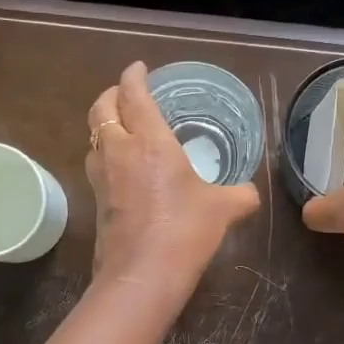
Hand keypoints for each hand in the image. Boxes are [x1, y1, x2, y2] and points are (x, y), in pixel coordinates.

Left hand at [86, 62, 260, 298]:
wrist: (142, 275)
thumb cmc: (185, 230)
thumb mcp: (224, 209)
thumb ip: (240, 195)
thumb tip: (250, 193)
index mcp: (149, 141)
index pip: (133, 94)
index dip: (134, 76)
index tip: (139, 68)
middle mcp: (119, 152)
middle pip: (101, 109)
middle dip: (111, 95)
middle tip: (127, 94)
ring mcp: (102, 178)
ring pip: (94, 138)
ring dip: (105, 126)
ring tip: (124, 129)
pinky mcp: (97, 203)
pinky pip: (97, 166)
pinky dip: (107, 155)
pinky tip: (125, 169)